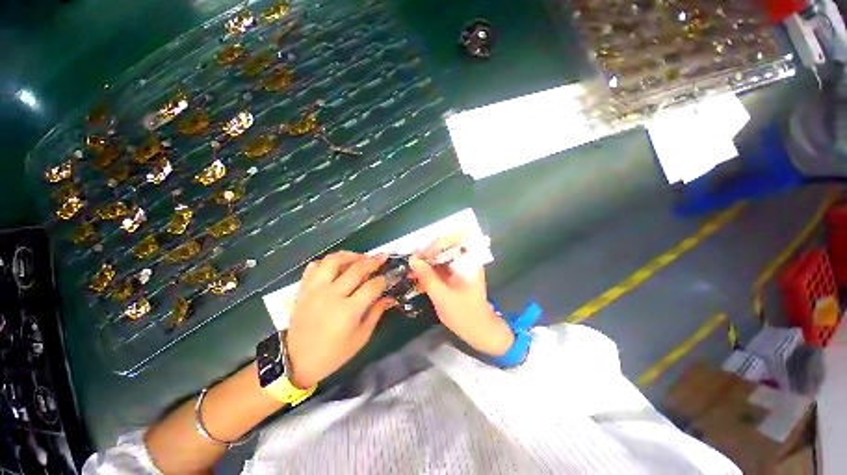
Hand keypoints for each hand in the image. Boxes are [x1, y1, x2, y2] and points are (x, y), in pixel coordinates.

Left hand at [285, 251, 392, 388]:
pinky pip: (313, 267)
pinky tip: (336, 266)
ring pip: (332, 261)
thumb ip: (376, 313)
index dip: (383, 280)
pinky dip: (326, 262)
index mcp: (348, 310)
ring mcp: (315, 290)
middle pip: (356, 269)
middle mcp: (331, 295)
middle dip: (373, 261)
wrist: (297, 361)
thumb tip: (389, 298)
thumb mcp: (360, 337)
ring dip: (349, 255)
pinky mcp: (304, 290)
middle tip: (382, 256)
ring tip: (360, 257)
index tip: (390, 275)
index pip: (371, 287)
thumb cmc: (333, 353)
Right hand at [410, 237, 513, 356]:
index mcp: (470, 261)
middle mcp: (467, 260)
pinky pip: (441, 267)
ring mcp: (461, 267)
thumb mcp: (442, 296)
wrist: (479, 330)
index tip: (420, 257)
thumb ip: (427, 277)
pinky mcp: (456, 275)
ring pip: (441, 257)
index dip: (435, 245)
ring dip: (427, 263)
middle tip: (413, 263)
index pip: (453, 240)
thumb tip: (413, 261)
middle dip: (428, 253)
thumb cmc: (464, 314)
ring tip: (413, 271)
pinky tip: (419, 278)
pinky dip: (430, 271)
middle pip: (445, 247)